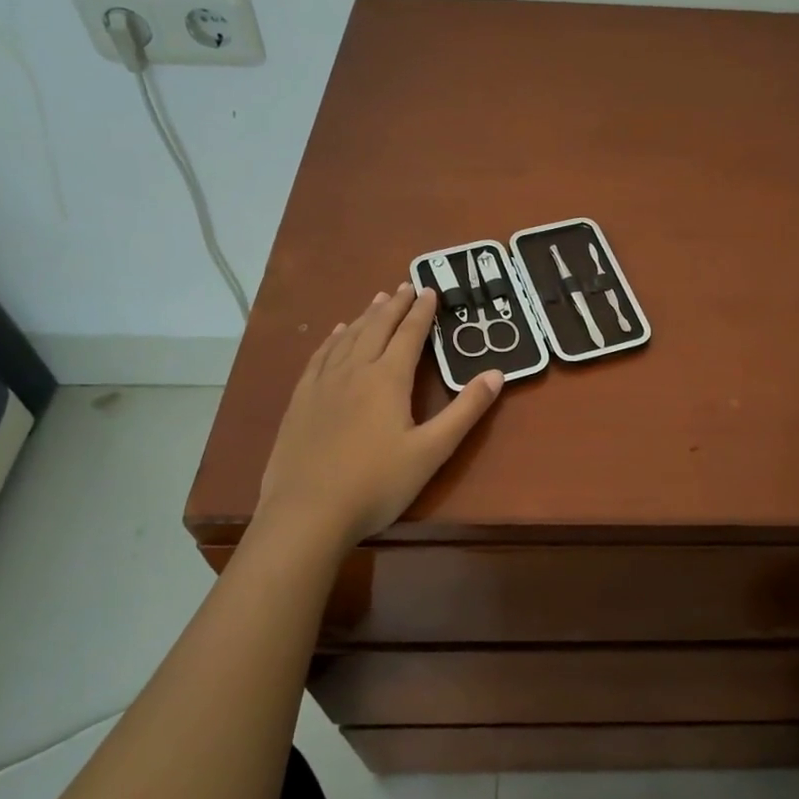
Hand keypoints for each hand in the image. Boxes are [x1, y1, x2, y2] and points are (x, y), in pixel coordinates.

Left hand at [253, 284, 502, 552]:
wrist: (307, 513)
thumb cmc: (376, 484)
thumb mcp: (431, 451)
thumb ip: (465, 411)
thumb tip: (497, 374)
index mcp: (388, 380)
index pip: (409, 335)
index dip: (422, 312)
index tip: (430, 290)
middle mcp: (354, 371)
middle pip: (377, 328)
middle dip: (394, 305)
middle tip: (405, 285)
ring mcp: (323, 385)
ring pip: (348, 338)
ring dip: (366, 316)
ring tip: (377, 300)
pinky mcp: (301, 401)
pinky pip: (320, 357)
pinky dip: (333, 339)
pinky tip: (336, 334)